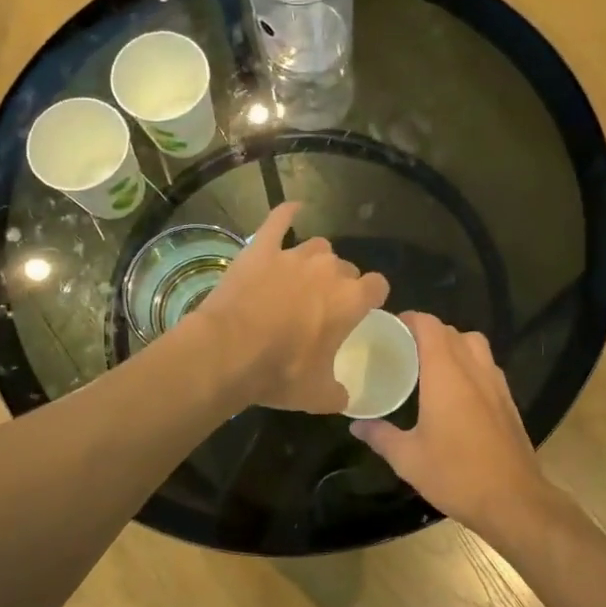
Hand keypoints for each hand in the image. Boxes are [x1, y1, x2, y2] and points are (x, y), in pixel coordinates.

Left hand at [197, 202, 389, 412]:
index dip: (371, 297)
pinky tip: (293, 209)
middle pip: (345, 268)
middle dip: (339, 284)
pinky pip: (279, 221)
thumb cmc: (280, 373)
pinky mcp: (261, 248)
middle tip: (322, 308)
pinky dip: (287, 213)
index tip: (362, 310)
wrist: (228, 352)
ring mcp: (293, 255)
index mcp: (351, 300)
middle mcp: (328, 270)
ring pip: (317, 248)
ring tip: (302, 280)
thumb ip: (339, 392)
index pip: (377, 286)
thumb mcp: (318, 395)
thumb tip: (344, 397)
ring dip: (315, 262)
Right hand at [350, 313, 554, 533]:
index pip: (429, 326)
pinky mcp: (509, 401)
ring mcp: (496, 384)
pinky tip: (457, 392)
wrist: (513, 501)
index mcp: (446, 374)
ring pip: (474, 345)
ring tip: (430, 366)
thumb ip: (380, 436)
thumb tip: (356, 424)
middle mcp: (474, 369)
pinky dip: (470, 364)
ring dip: (452, 345)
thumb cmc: (456, 474)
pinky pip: (487, 366)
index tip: (389, 328)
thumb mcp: (408, 459)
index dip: (409, 319)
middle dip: (427, 332)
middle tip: (403, 349)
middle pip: (452, 332)